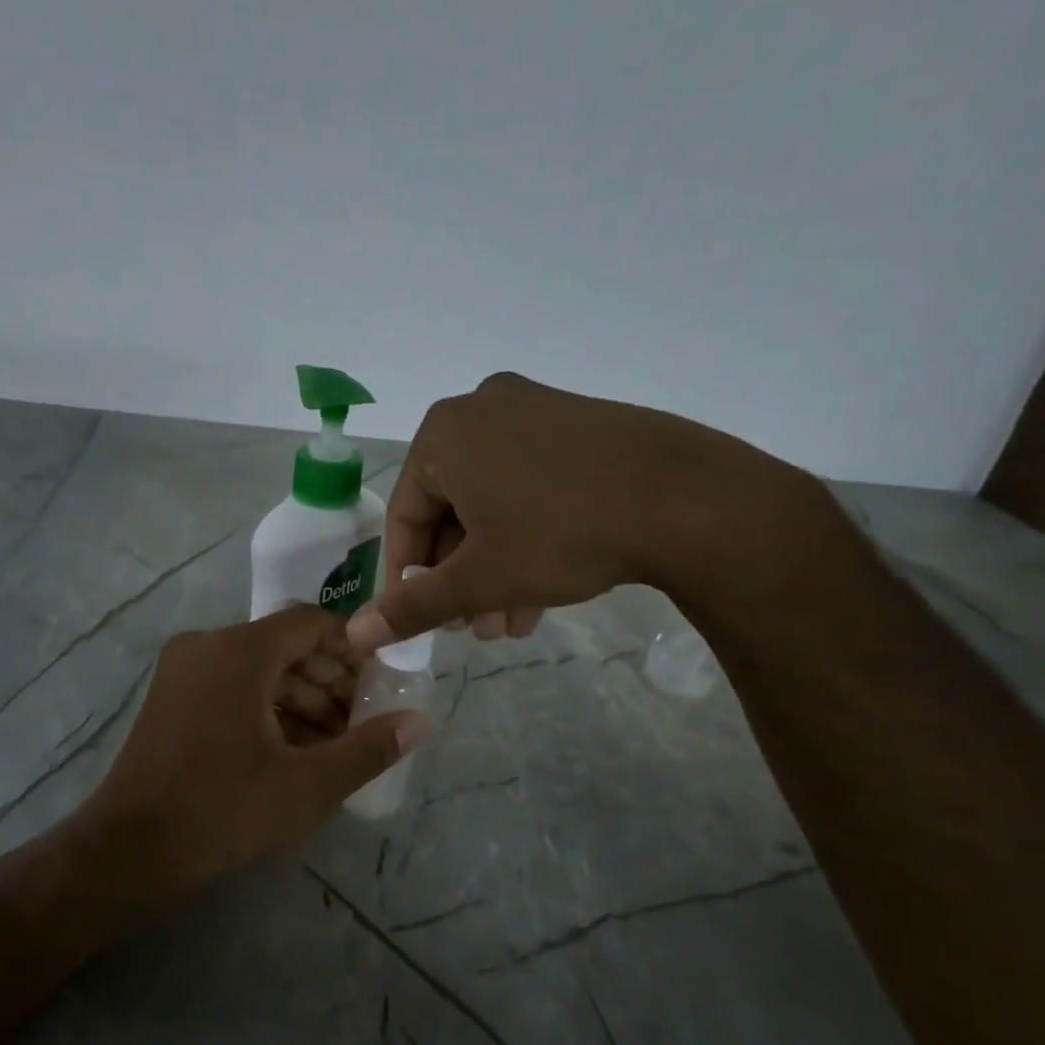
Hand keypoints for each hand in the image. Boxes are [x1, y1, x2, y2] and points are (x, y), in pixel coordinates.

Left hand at [86, 607, 427, 891]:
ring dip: (301, 699)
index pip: (310, 623)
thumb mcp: (306, 784)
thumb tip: (420, 722)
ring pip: (259, 668)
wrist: (129, 850)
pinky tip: (294, 750)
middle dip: (330, 681)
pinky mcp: (172, 697)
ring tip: (335, 744)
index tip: (380, 684)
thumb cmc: (222, 810)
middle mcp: (206, 646)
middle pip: (285, 645)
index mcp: (237, 651)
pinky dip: (267, 708)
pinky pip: (232, 686)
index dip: (353, 649)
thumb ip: (367, 749)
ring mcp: (183, 670)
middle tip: (362, 722)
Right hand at [348, 372, 803, 648]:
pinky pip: (529, 487)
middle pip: (450, 512)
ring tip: (511, 624)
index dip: (408, 577)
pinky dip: (526, 538)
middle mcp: (482, 409)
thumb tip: (355, 635)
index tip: (423, 621)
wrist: (689, 499)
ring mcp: (535, 411)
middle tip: (476, 629)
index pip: (404, 516)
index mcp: (443, 433)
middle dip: (461, 579)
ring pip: (493, 505)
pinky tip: (542, 592)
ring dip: (494, 569)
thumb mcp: (480, 579)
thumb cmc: (562, 534)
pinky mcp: (577, 425)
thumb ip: (412, 606)